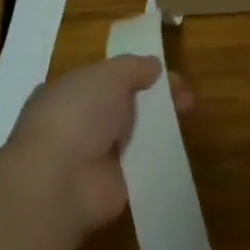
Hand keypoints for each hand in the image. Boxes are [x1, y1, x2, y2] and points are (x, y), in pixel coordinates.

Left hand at [2, 57, 192, 233]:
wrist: (61, 179)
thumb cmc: (78, 115)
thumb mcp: (108, 75)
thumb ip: (133, 66)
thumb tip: (153, 66)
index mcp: (68, 91)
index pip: (106, 79)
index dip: (137, 73)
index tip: (164, 74)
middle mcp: (78, 122)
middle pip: (124, 105)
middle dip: (155, 99)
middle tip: (185, 98)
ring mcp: (95, 155)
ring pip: (135, 133)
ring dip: (160, 126)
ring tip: (188, 117)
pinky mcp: (112, 183)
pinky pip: (141, 164)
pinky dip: (159, 156)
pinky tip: (180, 147)